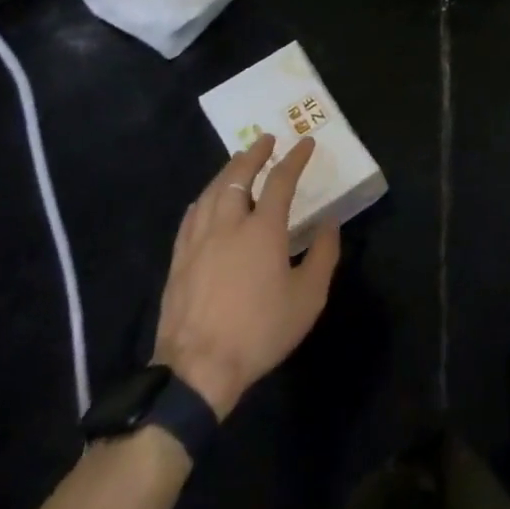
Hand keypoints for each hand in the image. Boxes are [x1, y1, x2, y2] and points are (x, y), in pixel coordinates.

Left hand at [153, 135, 340, 417]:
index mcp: (263, 229)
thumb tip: (330, 223)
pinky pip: (192, 215)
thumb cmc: (260, 331)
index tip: (305, 143)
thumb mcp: (308, 298)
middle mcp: (228, 224)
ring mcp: (198, 240)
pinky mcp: (179, 258)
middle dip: (254, 154)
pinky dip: (204, 198)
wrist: (198, 368)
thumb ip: (323, 255)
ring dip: (227, 171)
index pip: (281, 180)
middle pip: (238, 176)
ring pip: (211, 191)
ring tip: (237, 161)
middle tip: (266, 139)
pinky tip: (206, 200)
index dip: (295, 158)